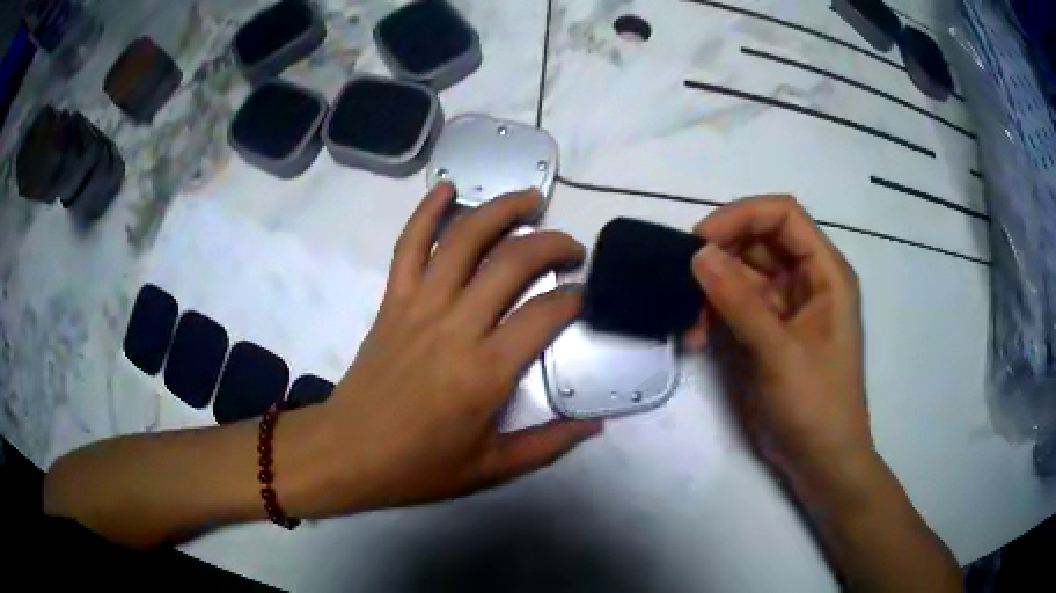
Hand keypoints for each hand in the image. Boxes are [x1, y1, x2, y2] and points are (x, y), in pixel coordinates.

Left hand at [303, 183, 602, 515]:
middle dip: (551, 244)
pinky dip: (426, 211)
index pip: (545, 314)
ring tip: (530, 199)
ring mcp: (419, 305)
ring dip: (500, 210)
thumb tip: (597, 424)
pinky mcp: (392, 300)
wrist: (348, 452)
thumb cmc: (419, 465)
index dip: (575, 299)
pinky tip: (447, 186)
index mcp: (486, 371)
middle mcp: (456, 326)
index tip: (587, 296)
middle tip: (571, 248)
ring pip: (464, 239)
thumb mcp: (492, 468)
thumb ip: (549, 443)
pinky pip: (408, 245)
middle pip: (512, 262)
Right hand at [686, 196, 871, 489]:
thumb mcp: (779, 352)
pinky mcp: (768, 331)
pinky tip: (694, 338)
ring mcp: (786, 306)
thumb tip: (698, 253)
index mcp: (826, 273)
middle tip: (683, 280)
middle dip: (720, 256)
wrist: (821, 460)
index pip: (783, 216)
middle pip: (758, 241)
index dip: (742, 216)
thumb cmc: (816, 405)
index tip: (701, 241)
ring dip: (710, 290)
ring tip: (688, 323)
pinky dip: (711, 315)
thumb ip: (739, 301)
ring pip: (741, 274)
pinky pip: (734, 306)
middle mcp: (807, 280)